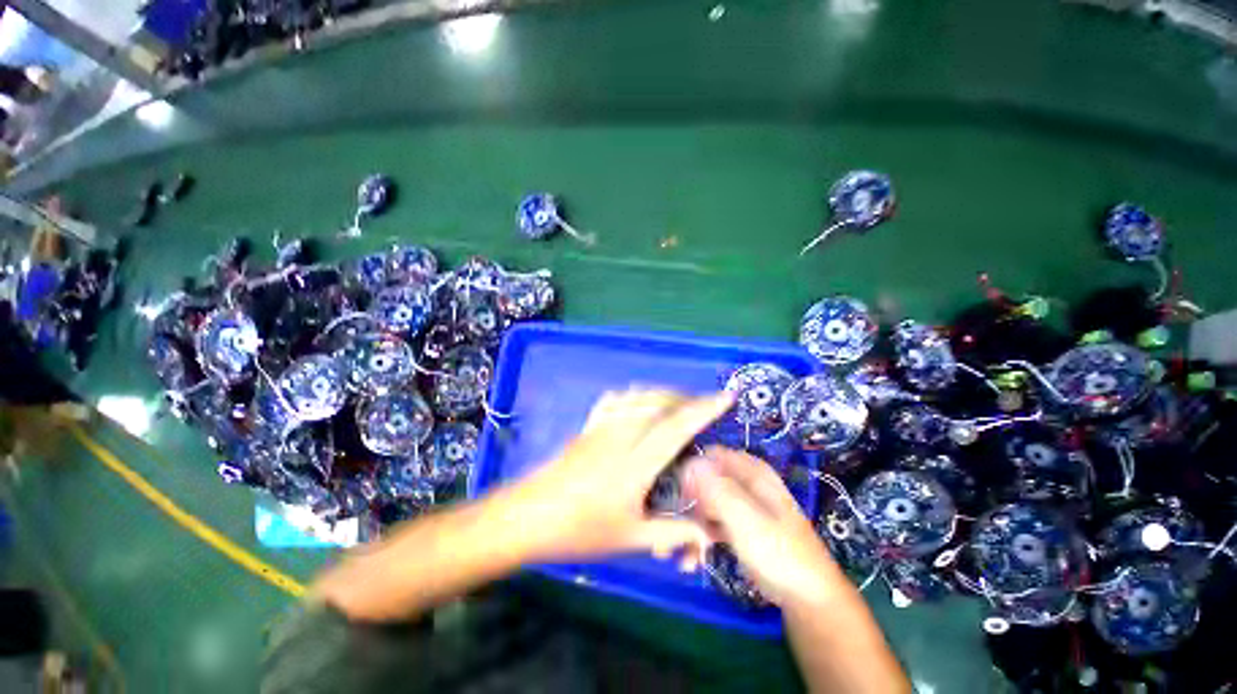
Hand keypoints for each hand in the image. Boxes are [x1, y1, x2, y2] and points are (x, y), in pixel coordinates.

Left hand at [508, 389, 733, 561]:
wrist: (527, 516)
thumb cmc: (578, 530)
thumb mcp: (629, 538)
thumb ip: (671, 533)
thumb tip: (709, 535)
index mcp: (636, 462)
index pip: (677, 427)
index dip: (704, 409)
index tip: (726, 396)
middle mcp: (621, 435)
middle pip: (659, 402)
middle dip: (687, 398)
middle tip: (705, 406)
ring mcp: (602, 426)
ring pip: (639, 396)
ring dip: (663, 394)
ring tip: (678, 404)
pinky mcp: (589, 426)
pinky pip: (616, 400)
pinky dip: (635, 395)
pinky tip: (638, 403)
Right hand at [684, 447, 844, 609]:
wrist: (809, 599)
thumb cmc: (778, 553)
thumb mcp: (745, 519)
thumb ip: (716, 489)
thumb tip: (689, 463)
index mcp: (752, 473)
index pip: (713, 455)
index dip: (694, 470)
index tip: (681, 493)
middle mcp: (747, 484)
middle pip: (707, 479)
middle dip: (690, 500)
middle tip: (679, 523)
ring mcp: (744, 506)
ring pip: (708, 502)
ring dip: (693, 521)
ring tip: (684, 546)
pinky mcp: (741, 527)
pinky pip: (714, 522)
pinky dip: (703, 536)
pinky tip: (693, 557)